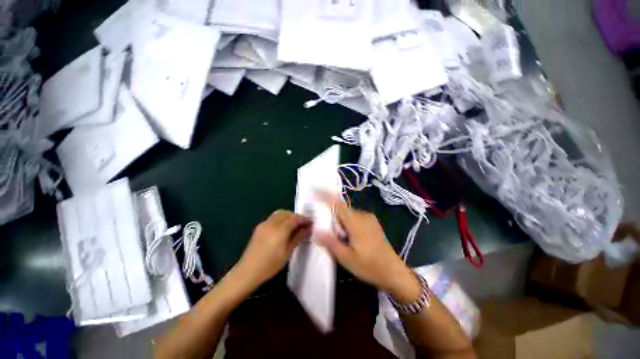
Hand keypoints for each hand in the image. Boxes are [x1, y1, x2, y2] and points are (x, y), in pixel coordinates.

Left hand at [236, 210, 310, 288]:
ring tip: (295, 225)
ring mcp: (265, 223)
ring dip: (289, 216)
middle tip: (304, 224)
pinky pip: (273, 217)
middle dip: (297, 216)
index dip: (304, 218)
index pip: (295, 218)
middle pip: (288, 213)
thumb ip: (298, 237)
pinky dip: (281, 218)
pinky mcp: (260, 226)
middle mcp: (272, 223)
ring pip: (280, 213)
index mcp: (280, 229)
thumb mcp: (287, 252)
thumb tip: (308, 229)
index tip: (312, 221)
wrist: (248, 271)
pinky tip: (283, 227)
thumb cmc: (270, 265)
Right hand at [316, 193, 421, 302]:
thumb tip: (315, 229)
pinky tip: (349, 239)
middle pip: (341, 209)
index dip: (325, 196)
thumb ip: (330, 242)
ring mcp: (369, 218)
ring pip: (348, 214)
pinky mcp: (372, 223)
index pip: (337, 203)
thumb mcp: (346, 258)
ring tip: (340, 240)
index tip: (315, 190)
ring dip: (340, 222)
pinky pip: (355, 218)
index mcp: (355, 221)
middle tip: (327, 231)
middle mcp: (362, 215)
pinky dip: (347, 224)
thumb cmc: (369, 266)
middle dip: (331, 216)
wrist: (394, 272)